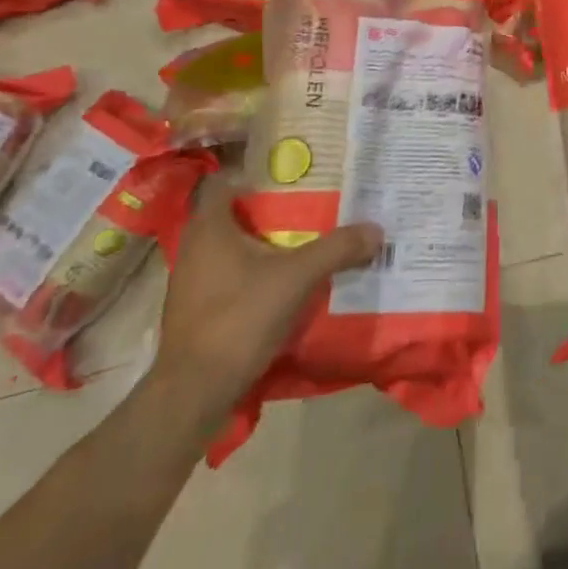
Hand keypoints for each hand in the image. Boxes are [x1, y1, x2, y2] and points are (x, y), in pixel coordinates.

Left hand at [145, 174, 381, 432]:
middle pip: (234, 214)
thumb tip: (376, 229)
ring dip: (264, 244)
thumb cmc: (238, 318)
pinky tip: (284, 283)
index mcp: (209, 227)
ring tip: (305, 241)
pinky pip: (229, 276)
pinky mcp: (196, 310)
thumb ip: (336, 249)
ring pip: (232, 247)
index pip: (226, 181)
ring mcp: (191, 281)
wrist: (193, 394)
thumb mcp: (297, 278)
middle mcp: (194, 247)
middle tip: (311, 204)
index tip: (292, 175)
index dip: (257, 174)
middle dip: (271, 209)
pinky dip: (254, 273)